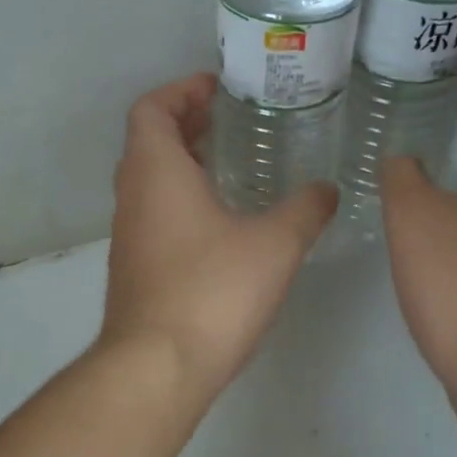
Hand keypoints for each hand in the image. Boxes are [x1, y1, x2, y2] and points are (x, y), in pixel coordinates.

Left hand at [100, 73, 335, 398]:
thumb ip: (305, 210)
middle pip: (148, 141)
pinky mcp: (134, 269)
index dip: (181, 90)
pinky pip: (153, 215)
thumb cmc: (212, 292)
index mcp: (156, 172)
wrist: (157, 366)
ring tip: (230, 165)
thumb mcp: (274, 245)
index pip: (150, 109)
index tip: (217, 90)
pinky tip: (220, 223)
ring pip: (148, 181)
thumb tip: (328, 189)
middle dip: (186, 124)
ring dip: (182, 164)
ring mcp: (128, 236)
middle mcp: (132, 196)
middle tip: (230, 122)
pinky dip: (179, 200)